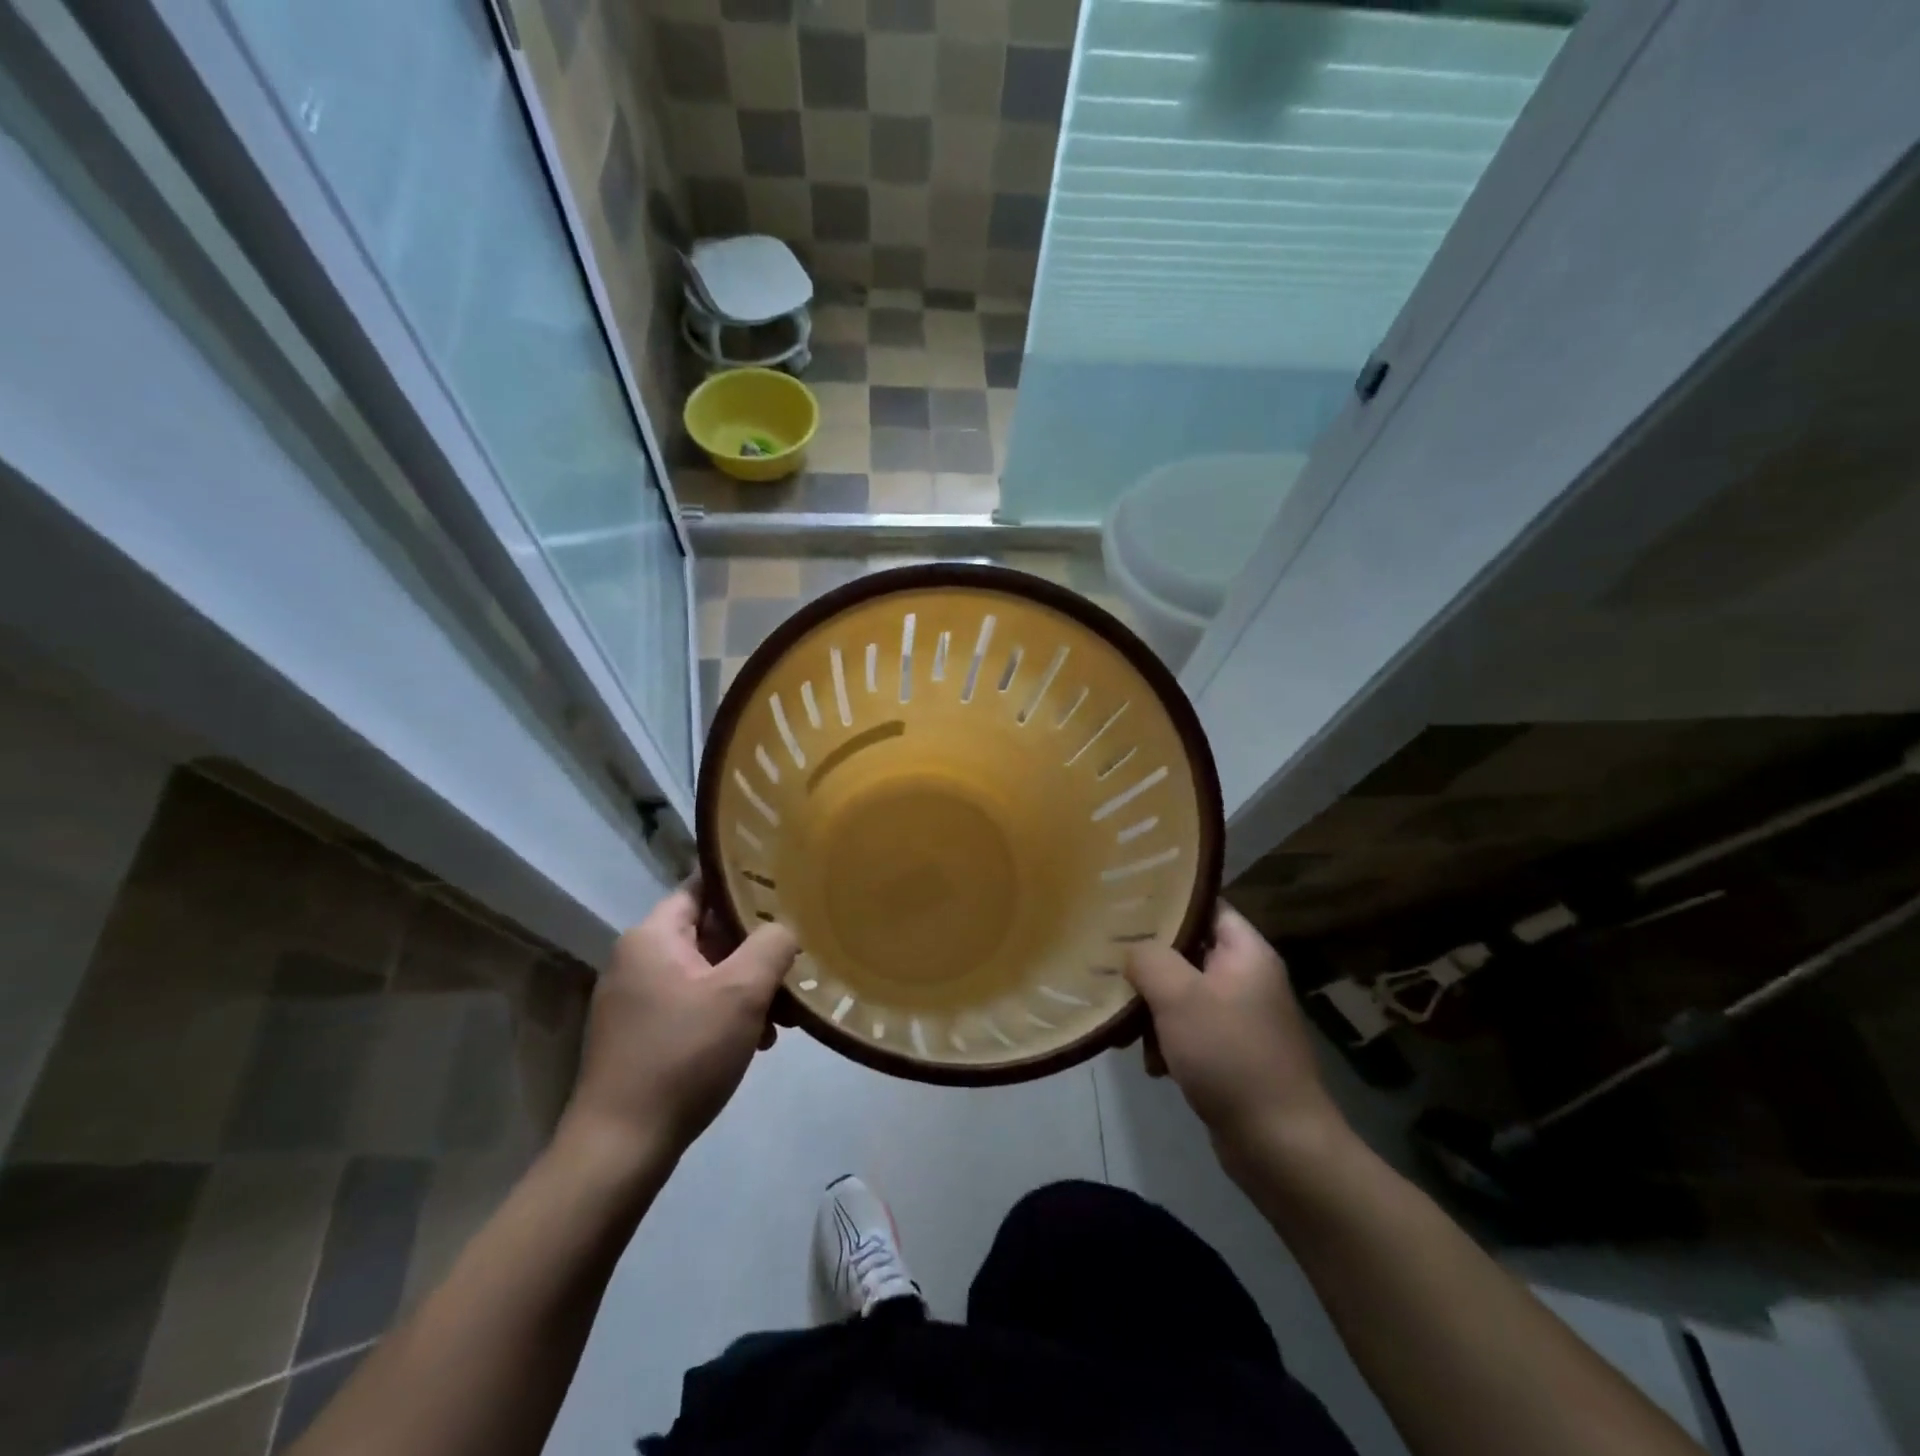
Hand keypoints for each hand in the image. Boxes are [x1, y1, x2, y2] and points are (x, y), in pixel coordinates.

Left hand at [560, 884, 798, 1171]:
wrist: (620, 1148)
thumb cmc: (683, 1055)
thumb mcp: (741, 992)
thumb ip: (772, 945)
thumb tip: (784, 928)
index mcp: (653, 936)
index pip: (702, 886)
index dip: (744, 883)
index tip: (786, 890)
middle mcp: (638, 959)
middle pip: (709, 933)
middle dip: (756, 950)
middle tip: (796, 965)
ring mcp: (636, 999)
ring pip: (706, 973)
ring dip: (747, 988)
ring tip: (784, 1018)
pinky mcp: (640, 1034)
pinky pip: (693, 1005)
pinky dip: (726, 1013)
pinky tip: (757, 1042)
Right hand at [1125, 905, 1351, 1177]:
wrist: (1279, 1145)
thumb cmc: (1229, 1056)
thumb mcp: (1179, 996)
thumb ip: (1149, 959)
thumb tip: (1132, 951)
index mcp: (1246, 952)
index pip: (1206, 906)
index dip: (1168, 901)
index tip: (1125, 904)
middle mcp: (1247, 978)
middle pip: (1189, 951)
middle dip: (1149, 964)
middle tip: (1112, 966)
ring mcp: (1241, 1017)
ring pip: (1183, 994)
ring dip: (1153, 1009)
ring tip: (1127, 1030)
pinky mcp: (1232, 1053)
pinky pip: (1190, 1030)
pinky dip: (1168, 1041)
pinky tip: (1152, 1065)